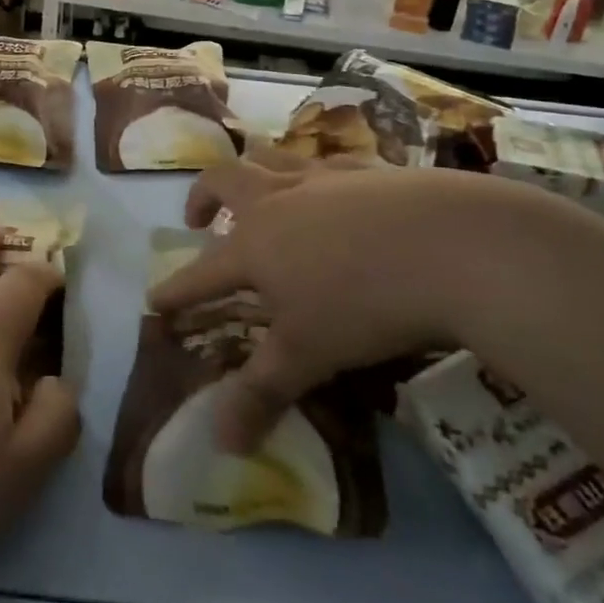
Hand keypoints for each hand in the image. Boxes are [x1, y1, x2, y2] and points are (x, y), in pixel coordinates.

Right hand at [153, 157, 552, 451]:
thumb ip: (260, 393)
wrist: (450, 245)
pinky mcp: (368, 168)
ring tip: (257, 189)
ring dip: (252, 170)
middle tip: (196, 216)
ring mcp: (323, 177)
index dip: (175, 289)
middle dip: (201, 196)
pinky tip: (335, 191)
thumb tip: (219, 444)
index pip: (200, 271)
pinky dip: (314, 174)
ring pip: (272, 158)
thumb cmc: (364, 303)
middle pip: (224, 180)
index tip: (153, 301)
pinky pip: (327, 162)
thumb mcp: (308, 355)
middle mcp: (279, 199)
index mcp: (255, 244)